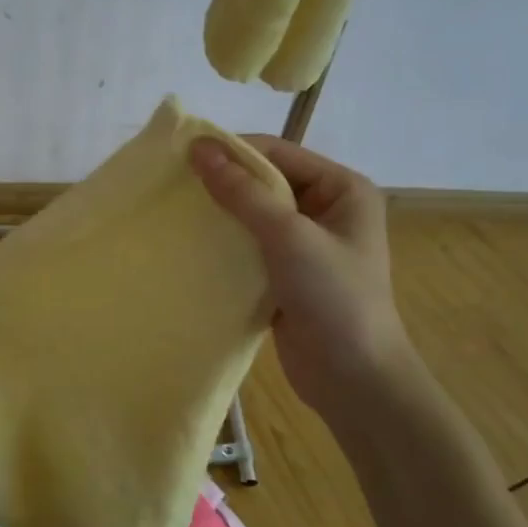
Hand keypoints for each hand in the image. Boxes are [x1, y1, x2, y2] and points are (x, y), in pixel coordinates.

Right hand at [189, 136, 414, 418]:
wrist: (354, 378)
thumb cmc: (334, 297)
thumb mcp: (289, 237)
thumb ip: (243, 193)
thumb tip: (200, 148)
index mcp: (342, 188)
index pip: (279, 153)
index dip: (233, 150)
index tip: (183, 156)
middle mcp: (326, 209)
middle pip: (265, 182)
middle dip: (223, 182)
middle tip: (173, 184)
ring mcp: (306, 245)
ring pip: (254, 216)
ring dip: (220, 214)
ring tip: (175, 212)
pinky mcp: (286, 275)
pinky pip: (250, 247)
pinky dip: (224, 245)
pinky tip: (191, 245)